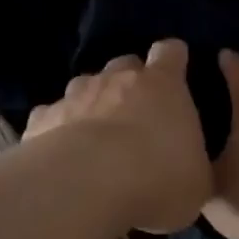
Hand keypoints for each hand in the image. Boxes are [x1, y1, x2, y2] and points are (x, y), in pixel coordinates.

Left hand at [24, 39, 211, 232]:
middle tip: (136, 111)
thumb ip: (192, 164)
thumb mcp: (196, 182)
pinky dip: (58, 126)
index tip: (177, 68)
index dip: (174, 58)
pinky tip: (60, 150)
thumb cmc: (156, 178)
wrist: (85, 185)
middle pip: (125, 63)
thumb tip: (188, 169)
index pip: (170, 53)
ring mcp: (76, 94)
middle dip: (130, 81)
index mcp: (163, 85)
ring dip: (92, 102)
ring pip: (85, 85)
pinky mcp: (43, 117)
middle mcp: (117, 78)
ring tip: (96, 132)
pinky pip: (52, 114)